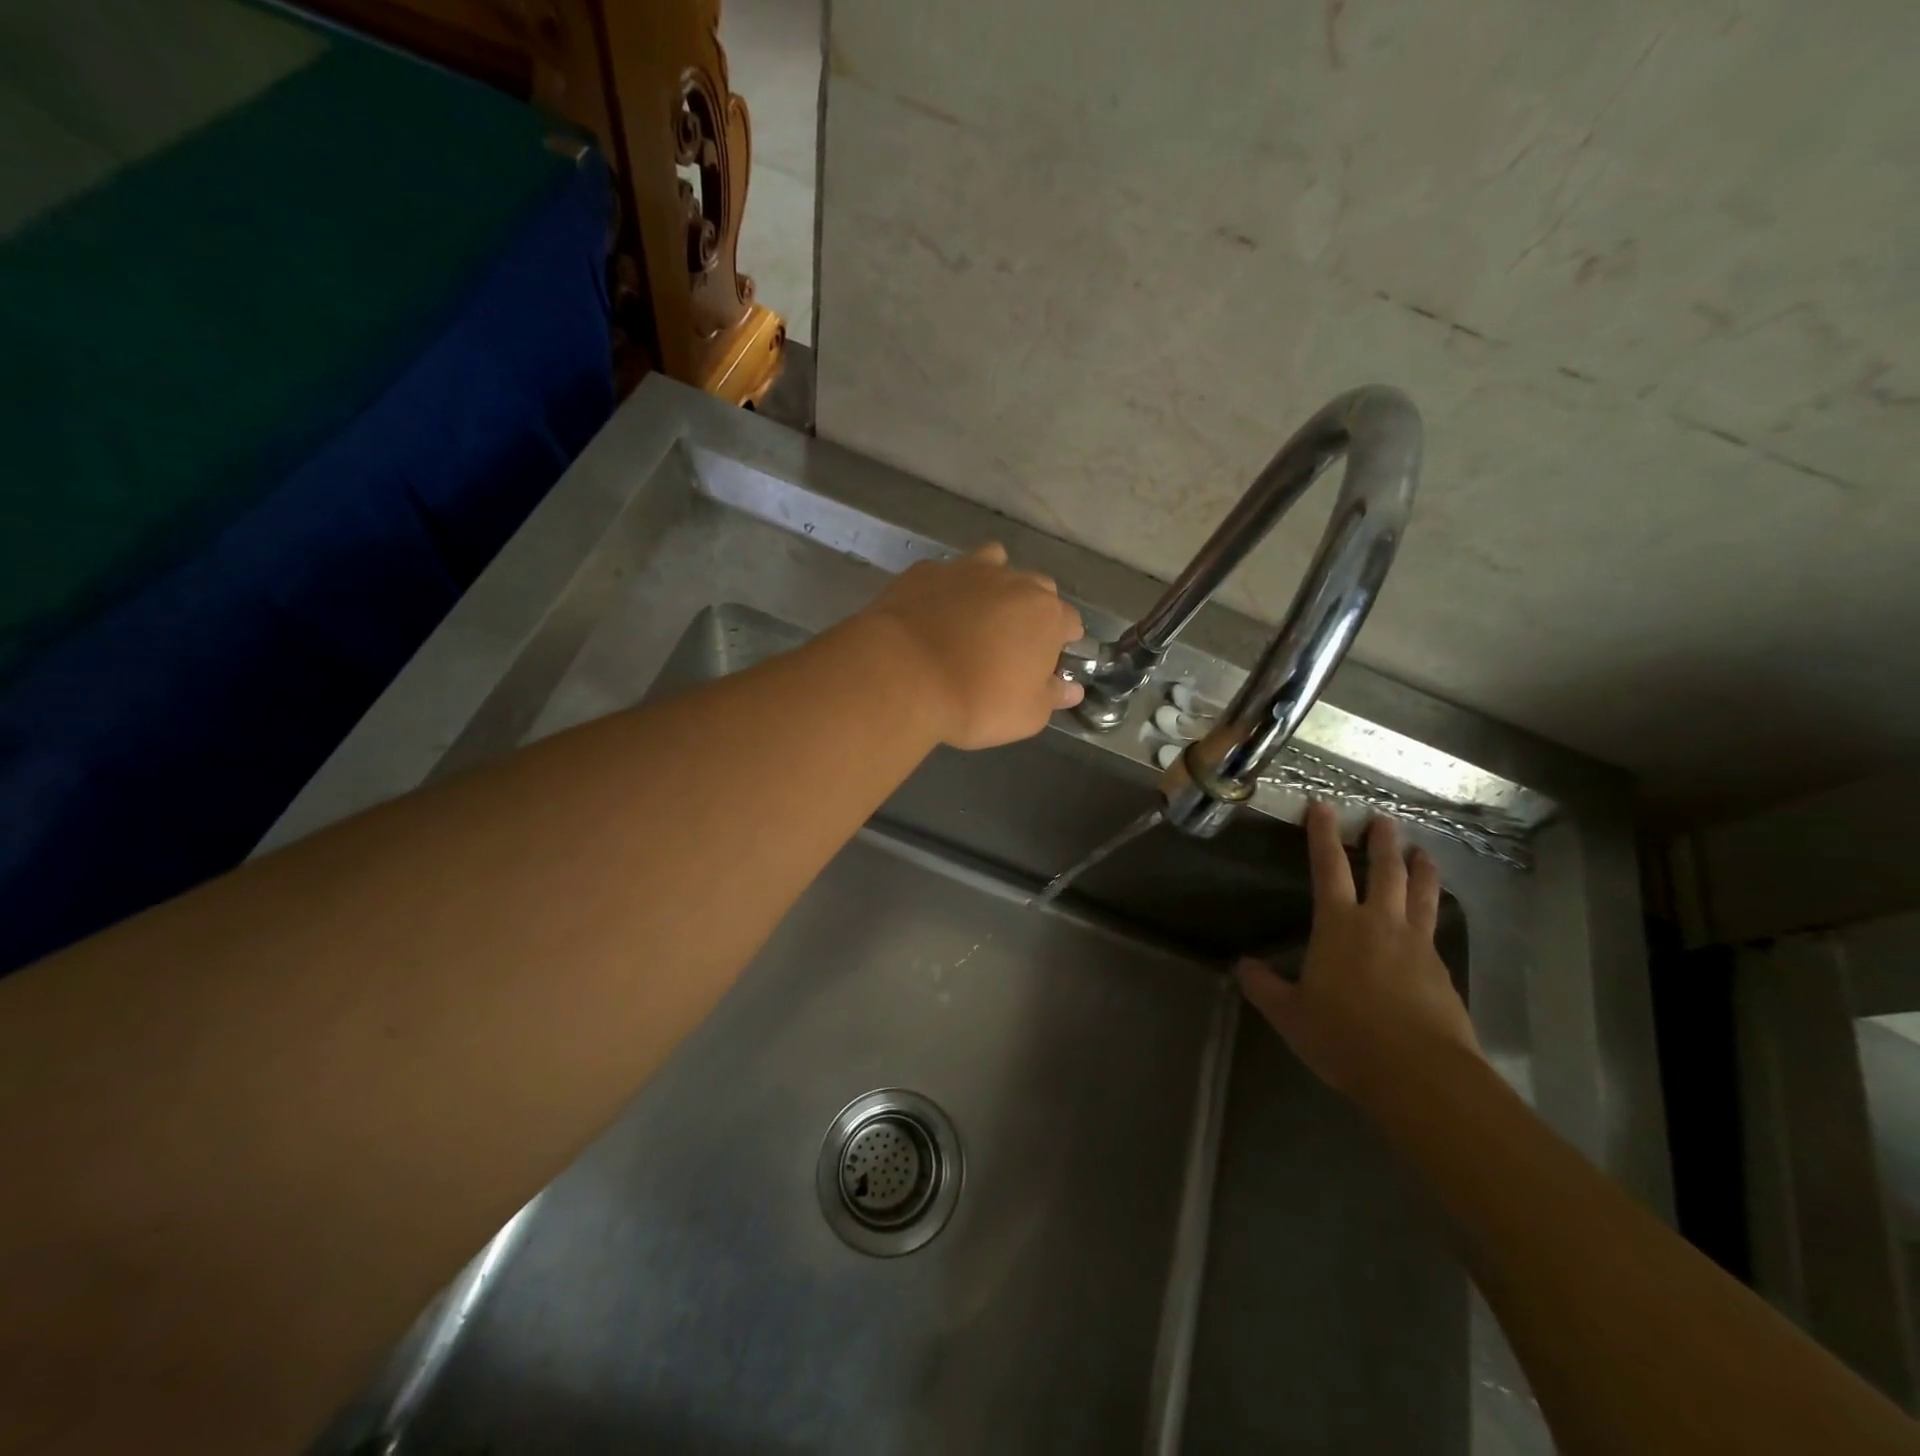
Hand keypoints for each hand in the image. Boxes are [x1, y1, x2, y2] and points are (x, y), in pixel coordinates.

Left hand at [862, 543, 1084, 749]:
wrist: (903, 676)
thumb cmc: (976, 701)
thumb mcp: (1027, 715)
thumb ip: (1053, 697)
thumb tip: (1072, 688)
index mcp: (1046, 615)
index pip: (1070, 621)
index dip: (1062, 643)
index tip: (1048, 664)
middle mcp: (1014, 582)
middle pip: (1036, 589)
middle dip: (1031, 611)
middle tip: (1011, 644)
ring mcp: (967, 570)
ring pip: (994, 564)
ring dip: (994, 586)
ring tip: (976, 616)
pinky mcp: (926, 571)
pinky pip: (947, 574)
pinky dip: (948, 589)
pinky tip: (934, 613)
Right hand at [1237, 804, 1480, 1104]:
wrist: (1421, 1074)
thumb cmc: (1345, 1036)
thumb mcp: (1290, 1015)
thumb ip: (1264, 987)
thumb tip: (1243, 966)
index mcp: (1339, 925)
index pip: (1329, 867)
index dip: (1323, 835)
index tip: (1323, 807)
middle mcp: (1380, 923)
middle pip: (1385, 871)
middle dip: (1382, 842)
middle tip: (1383, 820)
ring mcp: (1417, 946)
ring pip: (1421, 894)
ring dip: (1420, 869)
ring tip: (1422, 852)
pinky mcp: (1442, 972)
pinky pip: (1435, 929)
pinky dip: (1432, 911)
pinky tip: (1431, 918)